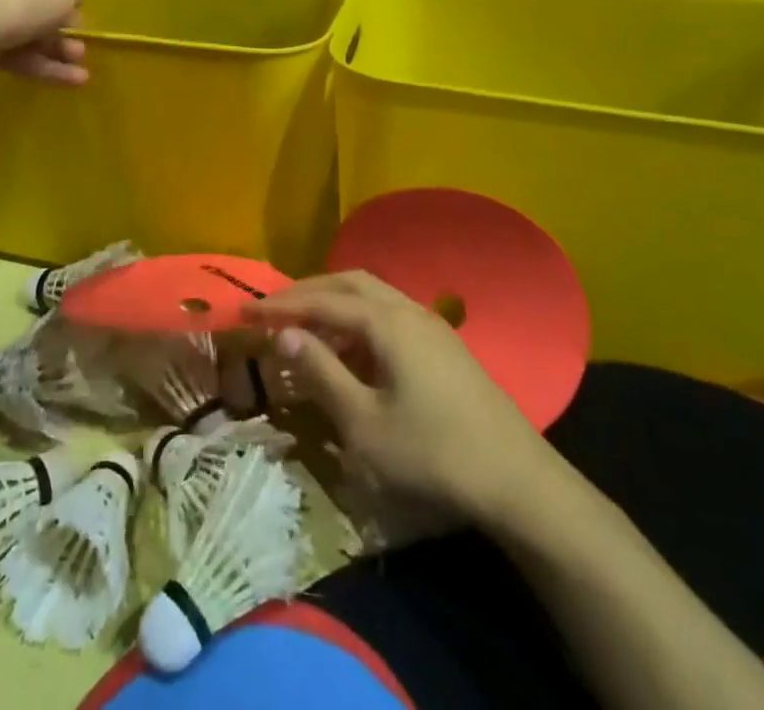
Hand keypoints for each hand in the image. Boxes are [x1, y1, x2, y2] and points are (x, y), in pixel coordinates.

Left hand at [0, 0, 94, 84]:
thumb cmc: (21, 0)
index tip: (81, 10)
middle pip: (37, 2)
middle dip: (65, 29)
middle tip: (82, 47)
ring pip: (27, 30)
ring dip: (57, 51)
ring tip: (81, 73)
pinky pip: (13, 51)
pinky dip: (39, 64)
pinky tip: (67, 81)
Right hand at [242, 271, 554, 526]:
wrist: (517, 480)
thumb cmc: (432, 453)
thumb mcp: (364, 424)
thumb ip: (322, 373)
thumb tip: (284, 334)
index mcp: (387, 322)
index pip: (323, 300)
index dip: (282, 304)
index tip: (246, 311)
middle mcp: (409, 310)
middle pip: (350, 283)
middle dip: (309, 292)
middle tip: (274, 310)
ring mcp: (431, 325)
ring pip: (373, 297)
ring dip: (335, 306)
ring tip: (306, 332)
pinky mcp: (444, 347)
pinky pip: (390, 317)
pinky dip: (360, 323)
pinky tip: (351, 354)